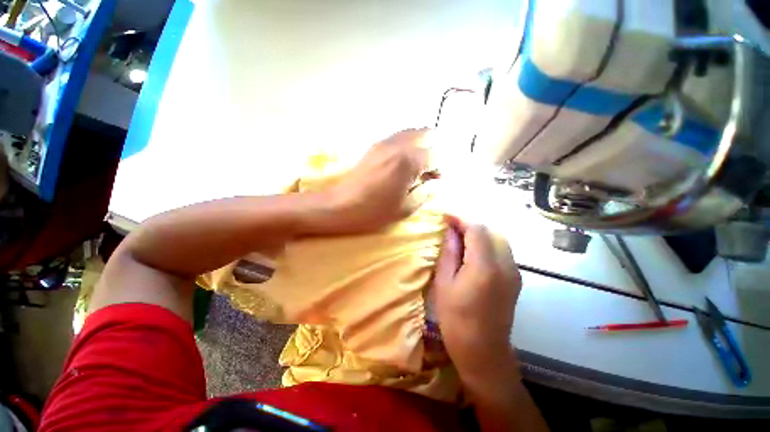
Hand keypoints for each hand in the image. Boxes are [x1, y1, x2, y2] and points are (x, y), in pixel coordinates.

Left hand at [308, 129, 430, 233]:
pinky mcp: (374, 146)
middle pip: (427, 134)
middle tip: (428, 171)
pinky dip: (407, 146)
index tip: (435, 182)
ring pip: (412, 133)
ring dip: (420, 146)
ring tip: (415, 168)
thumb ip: (426, 193)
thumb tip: (436, 184)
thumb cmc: (374, 211)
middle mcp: (399, 145)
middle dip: (433, 150)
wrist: (340, 206)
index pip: (437, 154)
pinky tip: (400, 165)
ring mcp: (385, 143)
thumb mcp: (405, 208)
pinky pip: (398, 138)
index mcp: (409, 161)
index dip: (440, 168)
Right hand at [433, 217, 521, 380]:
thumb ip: (449, 253)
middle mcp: (506, 265)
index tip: (445, 216)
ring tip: (459, 237)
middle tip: (450, 227)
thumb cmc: (456, 320)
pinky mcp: (515, 278)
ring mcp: (514, 272)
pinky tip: (472, 251)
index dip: (460, 218)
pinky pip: (502, 250)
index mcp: (485, 267)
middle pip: (491, 230)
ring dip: (478, 232)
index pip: (477, 229)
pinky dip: (486, 243)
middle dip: (470, 223)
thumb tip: (450, 231)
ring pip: (498, 238)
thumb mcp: (444, 284)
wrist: (484, 352)